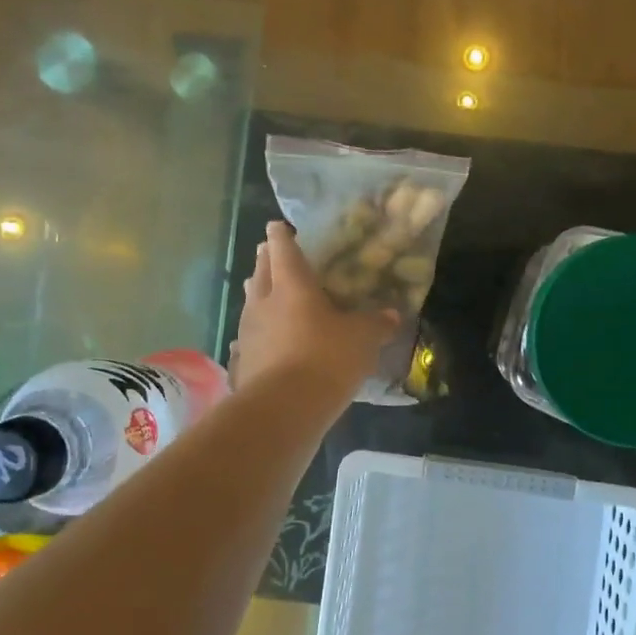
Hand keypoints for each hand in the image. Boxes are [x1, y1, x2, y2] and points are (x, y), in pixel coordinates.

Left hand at [230, 222, 399, 404]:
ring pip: (251, 302)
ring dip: (258, 293)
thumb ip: (376, 324)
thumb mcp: (363, 339)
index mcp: (293, 285)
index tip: (278, 226)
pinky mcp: (242, 360)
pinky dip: (255, 332)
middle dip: (266, 260)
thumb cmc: (327, 359)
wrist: (284, 408)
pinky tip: (259, 339)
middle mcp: (264, 301)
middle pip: (261, 272)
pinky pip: (248, 336)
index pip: (283, 249)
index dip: (282, 236)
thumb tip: (392, 314)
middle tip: (270, 253)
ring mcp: (248, 331)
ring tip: (263, 289)